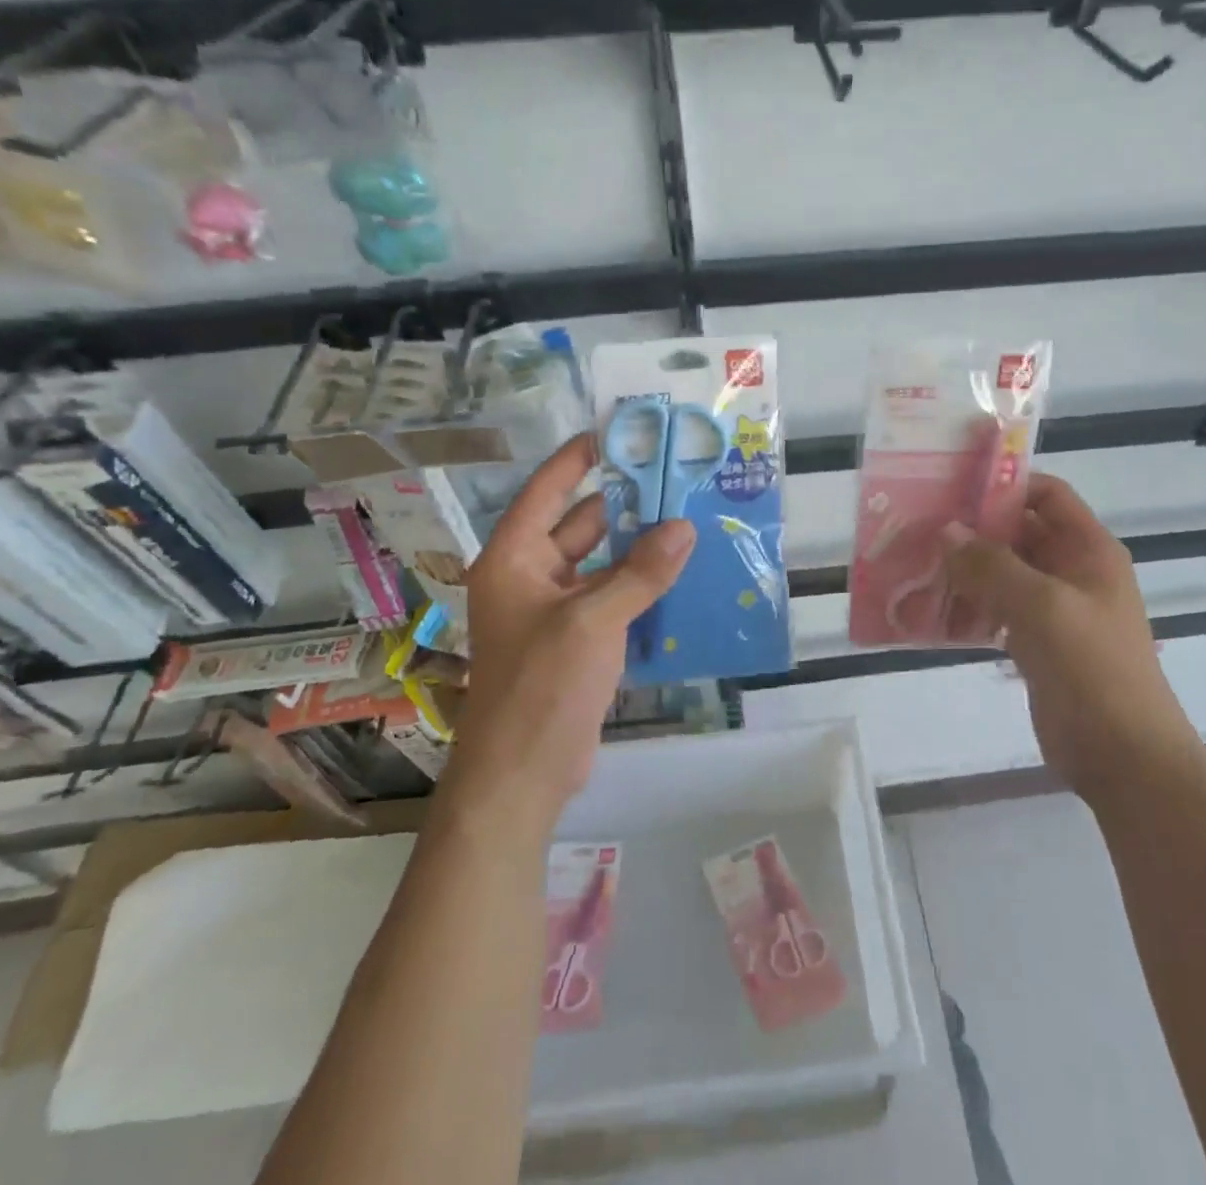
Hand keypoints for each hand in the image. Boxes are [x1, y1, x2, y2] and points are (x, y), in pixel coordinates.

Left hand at [443, 434, 694, 830]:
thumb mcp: (592, 622)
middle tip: (677, 476)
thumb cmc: (541, 687)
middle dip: (626, 502)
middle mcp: (532, 575)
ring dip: (640, 546)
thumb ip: (640, 573)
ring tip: (691, 517)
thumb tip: (685, 527)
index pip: (547, 490)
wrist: (522, 776)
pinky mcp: (578, 639)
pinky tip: (683, 572)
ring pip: (602, 562)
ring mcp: (556, 609)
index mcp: (514, 558)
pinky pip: (613, 596)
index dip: (580, 458)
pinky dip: (642, 583)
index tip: (620, 429)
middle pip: (581, 523)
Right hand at [943, 474, 1187, 791]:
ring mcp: (1054, 609)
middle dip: (973, 529)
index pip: (1047, 495)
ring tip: (916, 564)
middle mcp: (1072, 571)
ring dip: (966, 568)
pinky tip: (932, 609)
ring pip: (1004, 573)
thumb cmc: (1092, 669)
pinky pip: (998, 610)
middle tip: (920, 527)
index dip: (1005, 485)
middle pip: (1019, 532)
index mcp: (1088, 549)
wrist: (1124, 757)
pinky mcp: (1037, 643)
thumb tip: (945, 531)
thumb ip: (991, 566)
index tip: (953, 488)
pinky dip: (969, 605)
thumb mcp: (1042, 607)